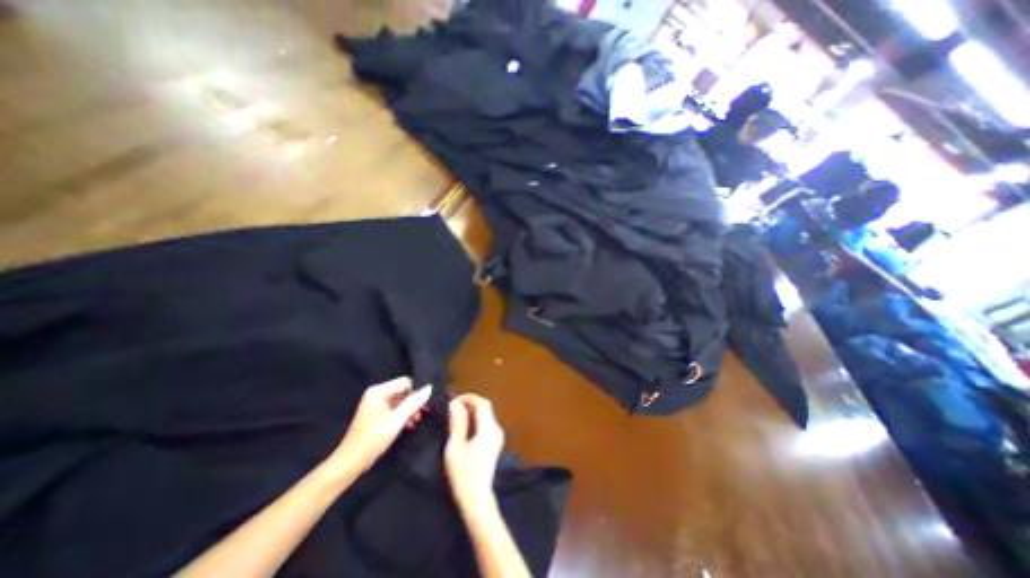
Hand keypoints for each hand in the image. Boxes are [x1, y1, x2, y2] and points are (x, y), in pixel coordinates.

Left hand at [332, 378, 431, 474]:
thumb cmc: (373, 438)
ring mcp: (375, 404)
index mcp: (378, 391)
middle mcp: (376, 394)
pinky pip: (393, 409)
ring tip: (416, 422)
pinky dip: (401, 415)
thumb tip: (429, 387)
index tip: (424, 405)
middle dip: (413, 402)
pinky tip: (409, 425)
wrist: (350, 462)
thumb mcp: (397, 419)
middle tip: (423, 414)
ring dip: (409, 410)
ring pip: (399, 400)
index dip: (416, 392)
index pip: (405, 382)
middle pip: (402, 391)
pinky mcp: (375, 414)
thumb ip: (413, 402)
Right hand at [446, 395, 505, 511]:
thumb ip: (456, 423)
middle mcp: (496, 429)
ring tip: (456, 416)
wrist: (477, 498)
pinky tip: (465, 427)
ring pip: (487, 415)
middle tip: (454, 408)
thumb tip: (455, 403)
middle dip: (470, 404)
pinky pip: (487, 423)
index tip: (455, 400)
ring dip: (473, 412)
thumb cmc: (463, 474)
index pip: (482, 403)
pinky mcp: (496, 442)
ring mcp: (498, 436)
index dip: (469, 398)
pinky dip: (477, 420)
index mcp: (487, 429)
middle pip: (486, 408)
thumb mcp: (455, 447)